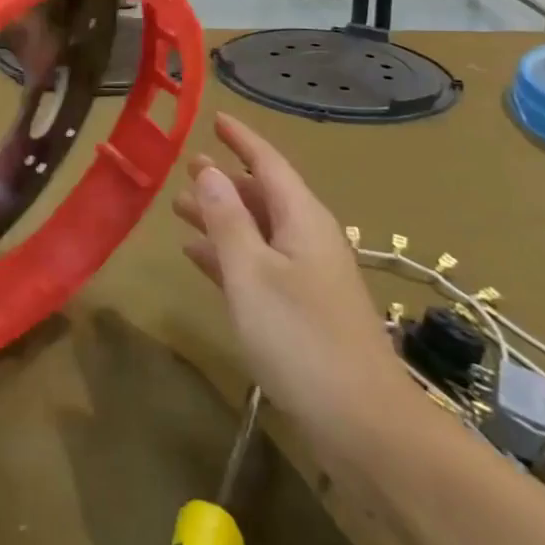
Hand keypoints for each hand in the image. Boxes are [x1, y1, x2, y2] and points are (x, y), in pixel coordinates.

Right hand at [172, 113, 415, 449]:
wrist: (365, 426)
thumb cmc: (302, 339)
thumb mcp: (252, 272)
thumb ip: (227, 219)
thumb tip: (208, 170)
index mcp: (303, 220)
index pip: (269, 163)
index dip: (241, 139)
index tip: (215, 118)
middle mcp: (308, 239)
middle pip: (263, 195)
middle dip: (224, 180)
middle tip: (185, 167)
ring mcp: (307, 277)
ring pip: (257, 230)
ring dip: (221, 217)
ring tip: (179, 208)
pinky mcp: (302, 311)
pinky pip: (258, 265)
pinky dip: (228, 254)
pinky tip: (197, 256)